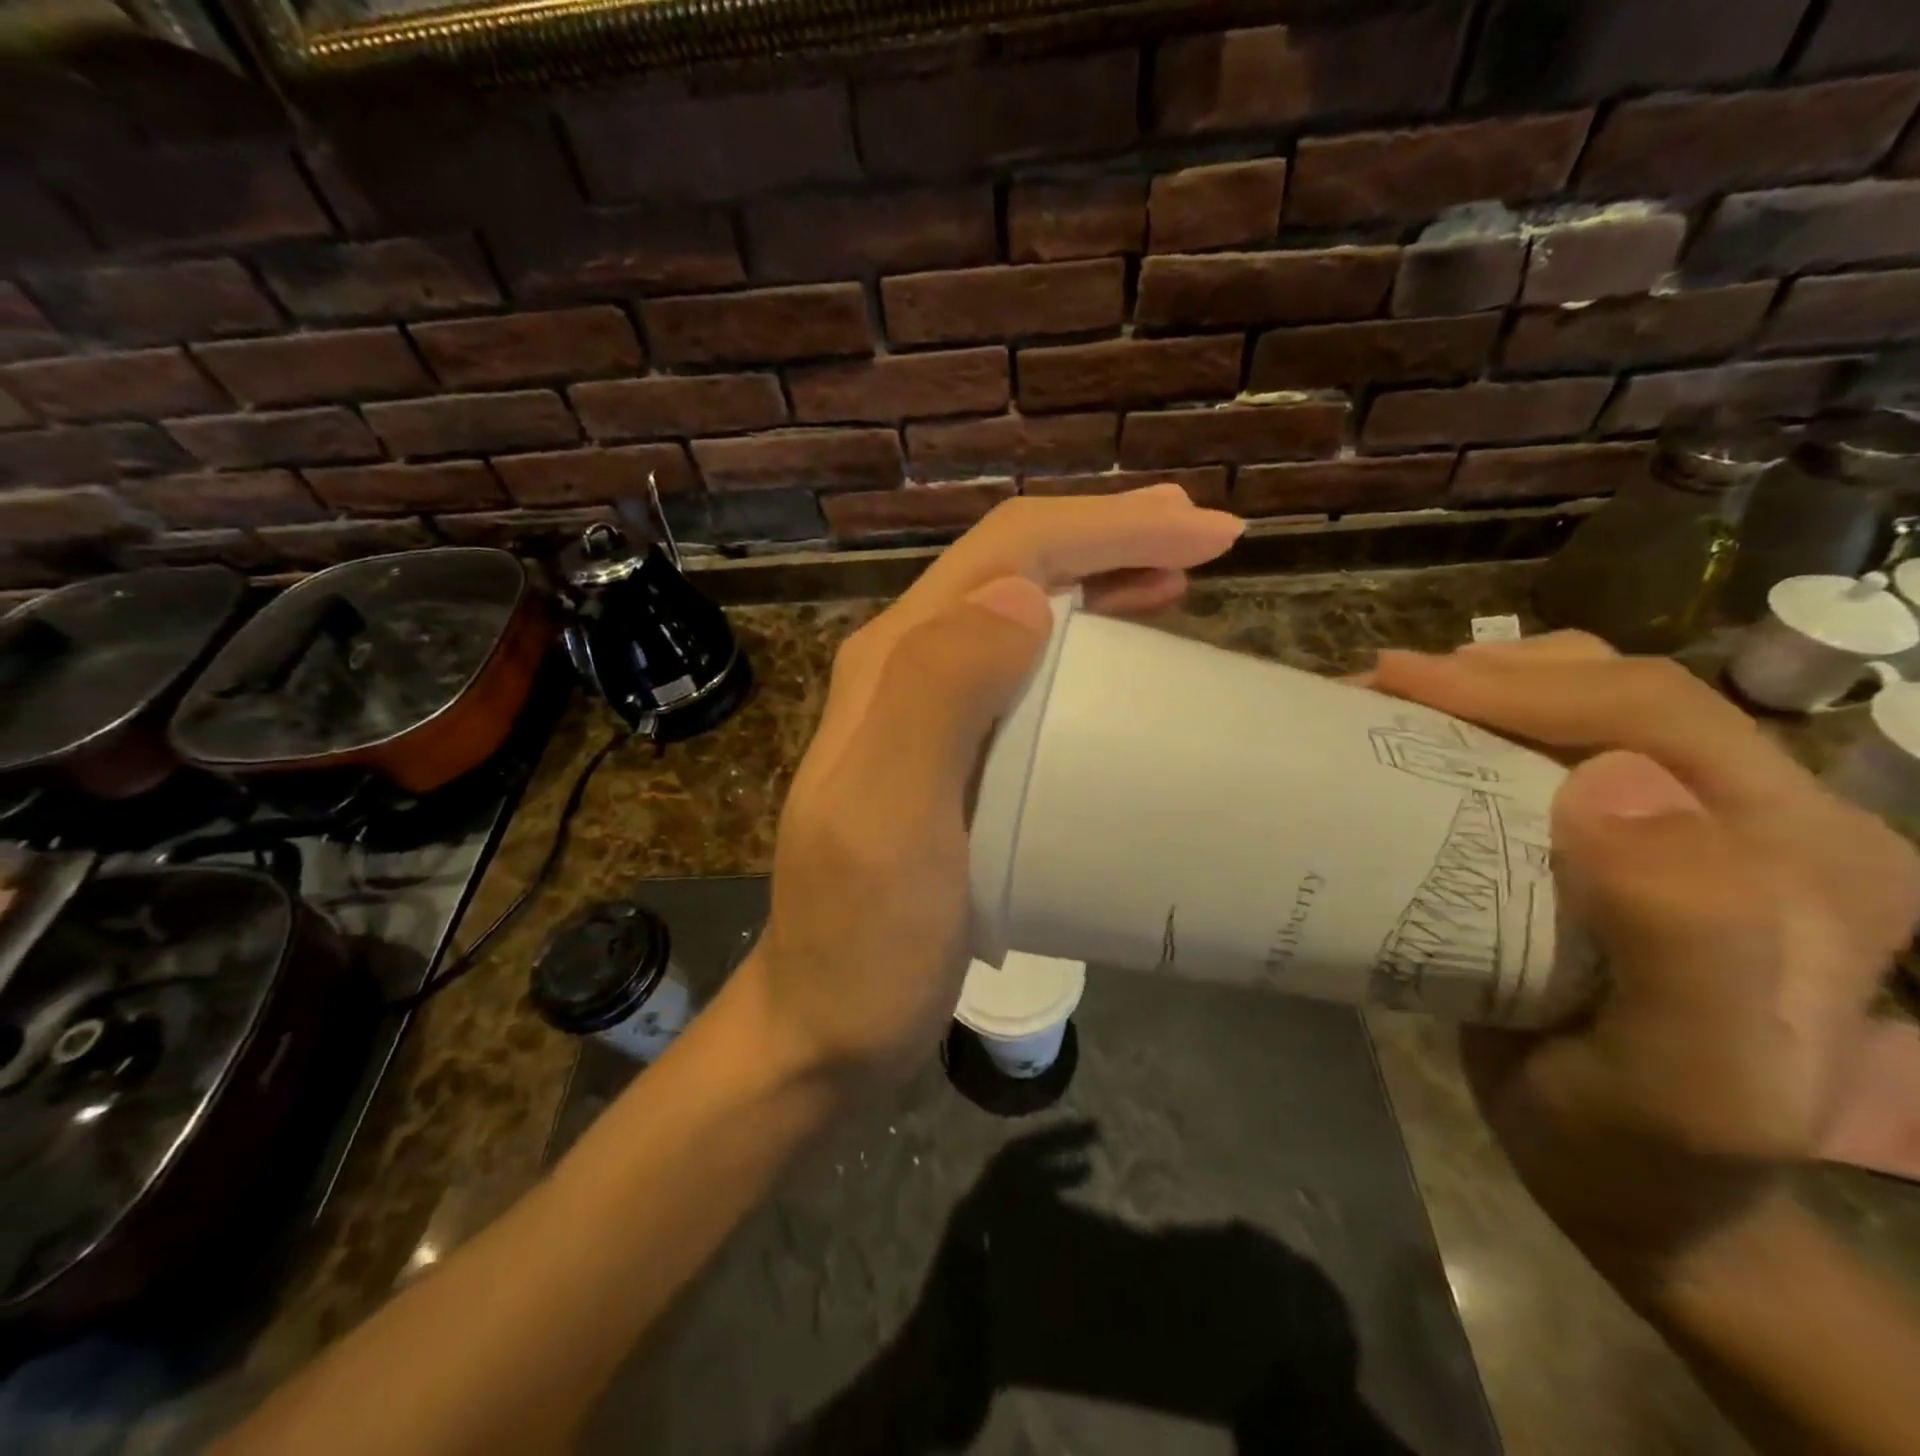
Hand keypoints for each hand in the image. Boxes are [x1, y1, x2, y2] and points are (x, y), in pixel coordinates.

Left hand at [743, 487, 1242, 1087]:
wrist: (826, 1027)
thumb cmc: (864, 941)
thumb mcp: (891, 822)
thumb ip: (937, 698)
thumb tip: (1024, 598)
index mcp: (894, 663)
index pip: (1007, 554)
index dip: (1107, 529)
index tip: (1207, 534)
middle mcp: (905, 669)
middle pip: (1014, 568)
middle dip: (1111, 538)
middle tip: (1204, 538)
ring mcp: (926, 715)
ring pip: (1021, 614)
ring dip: (1100, 583)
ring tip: (1177, 583)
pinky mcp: (952, 760)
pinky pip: (1025, 674)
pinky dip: (1083, 648)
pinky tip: (1122, 663)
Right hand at [1373, 634, 1919, 1294]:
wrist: (1633, 1192)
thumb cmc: (1647, 1150)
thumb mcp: (1687, 1080)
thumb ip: (1686, 938)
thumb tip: (1610, 780)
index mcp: (1811, 853)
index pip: (1662, 715)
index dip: (1523, 684)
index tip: (1395, 682)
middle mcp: (1759, 819)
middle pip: (1620, 693)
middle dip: (1489, 674)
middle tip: (1377, 688)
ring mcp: (1686, 829)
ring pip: (1578, 711)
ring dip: (1476, 694)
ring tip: (1386, 706)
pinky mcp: (1613, 846)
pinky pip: (1541, 756)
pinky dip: (1469, 733)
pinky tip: (1415, 745)